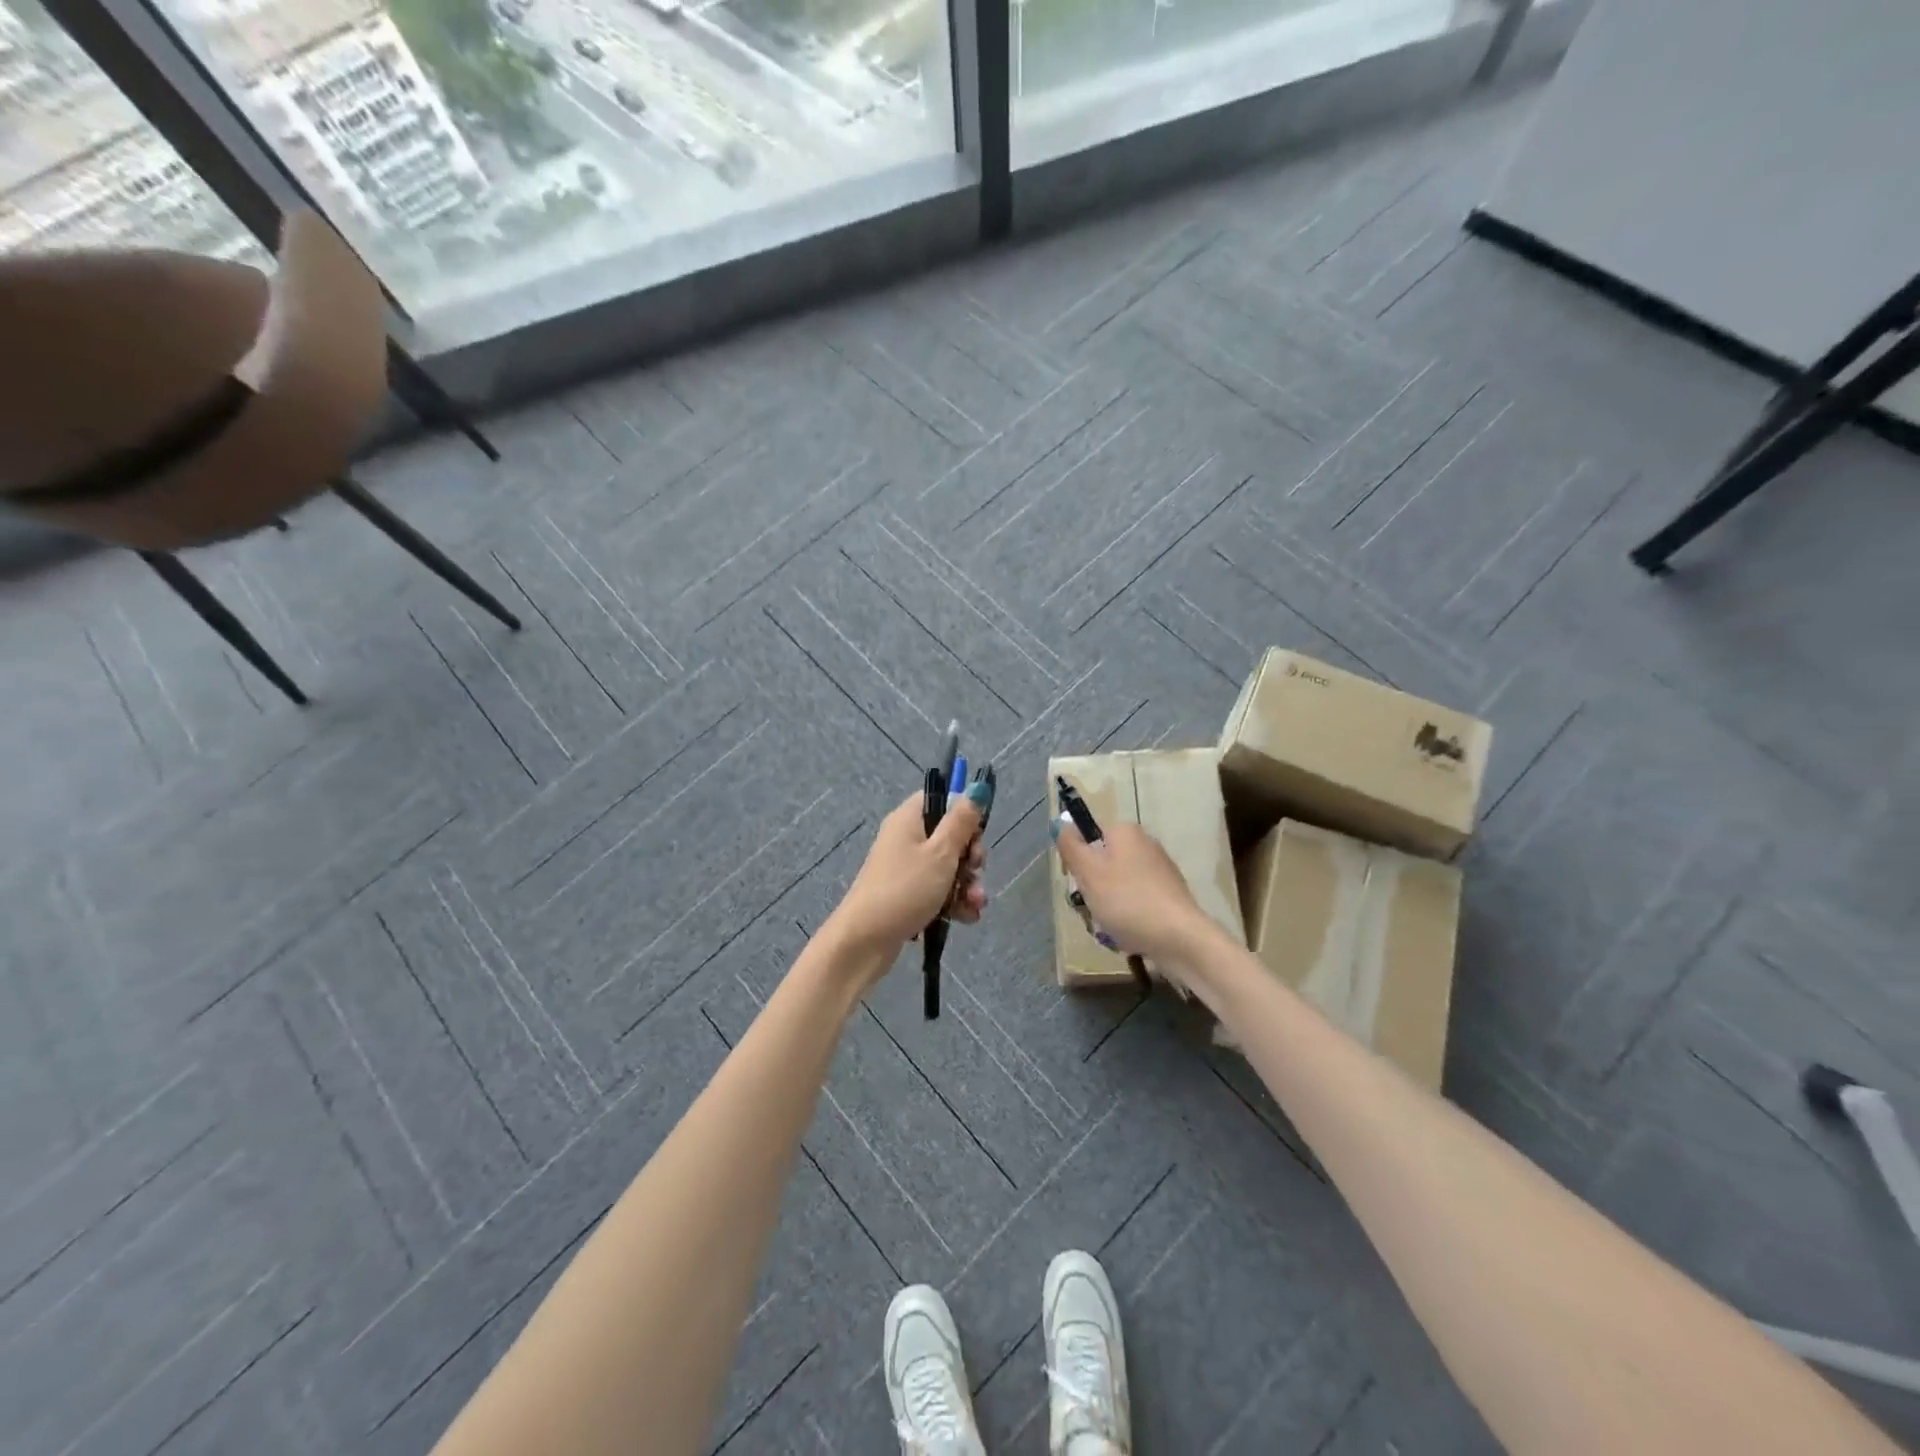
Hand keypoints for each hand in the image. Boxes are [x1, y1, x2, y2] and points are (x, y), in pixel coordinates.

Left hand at [823, 786, 989, 974]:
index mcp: (909, 819)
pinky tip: (966, 918)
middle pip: (950, 836)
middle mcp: (906, 838)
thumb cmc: (905, 889)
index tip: (976, 834)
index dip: (964, 814)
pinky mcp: (908, 894)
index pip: (942, 799)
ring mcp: (906, 868)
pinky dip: (954, 902)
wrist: (865, 941)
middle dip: (971, 857)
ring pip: (949, 867)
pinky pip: (938, 890)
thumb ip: (962, 822)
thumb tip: (977, 787)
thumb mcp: (941, 853)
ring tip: (974, 905)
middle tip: (975, 871)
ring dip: (967, 885)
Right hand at [1052, 817, 1214, 972]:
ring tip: (1111, 927)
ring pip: (1117, 885)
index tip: (1077, 883)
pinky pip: (1136, 901)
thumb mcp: (1088, 872)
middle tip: (1092, 908)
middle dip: (1092, 888)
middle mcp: (1145, 844)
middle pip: (1103, 863)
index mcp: (1125, 832)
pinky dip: (1128, 916)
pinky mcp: (1169, 895)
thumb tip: (1061, 822)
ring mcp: (1160, 870)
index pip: (1088, 837)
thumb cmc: (1127, 900)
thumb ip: (1070, 845)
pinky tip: (1129, 933)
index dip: (1077, 860)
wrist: (1179, 938)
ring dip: (1107, 906)